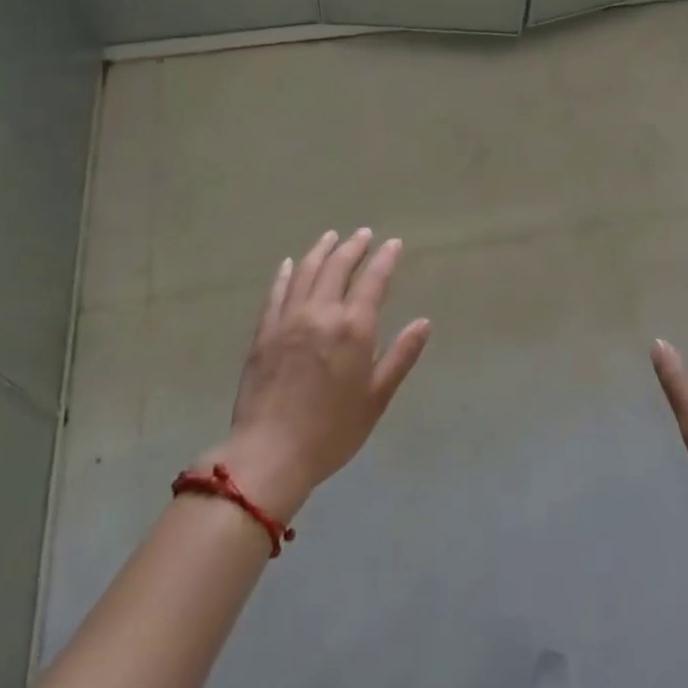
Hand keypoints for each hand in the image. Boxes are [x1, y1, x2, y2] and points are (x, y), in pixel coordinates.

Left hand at [205, 229, 430, 519]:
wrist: (270, 453)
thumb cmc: (332, 430)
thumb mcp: (376, 397)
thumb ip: (400, 356)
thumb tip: (423, 323)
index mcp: (354, 328)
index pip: (373, 280)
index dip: (384, 259)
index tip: (393, 243)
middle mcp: (321, 313)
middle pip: (338, 267)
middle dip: (353, 247)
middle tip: (364, 234)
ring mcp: (289, 319)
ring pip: (307, 272)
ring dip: (322, 250)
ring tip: (332, 237)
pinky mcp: (264, 332)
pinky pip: (277, 292)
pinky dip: (287, 273)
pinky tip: (291, 263)